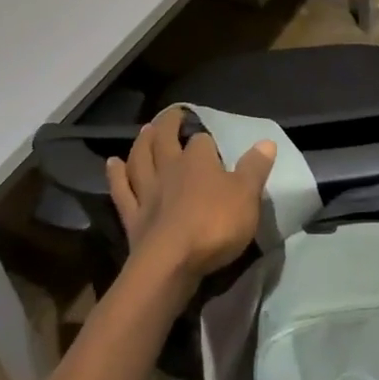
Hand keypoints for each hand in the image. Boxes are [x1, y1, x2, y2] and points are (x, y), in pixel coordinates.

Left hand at [107, 108, 275, 287]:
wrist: (170, 264)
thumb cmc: (214, 226)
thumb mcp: (247, 196)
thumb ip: (255, 168)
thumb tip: (266, 141)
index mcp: (198, 161)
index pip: (201, 139)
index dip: (205, 137)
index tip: (210, 139)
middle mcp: (169, 169)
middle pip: (164, 140)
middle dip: (168, 125)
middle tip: (170, 115)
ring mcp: (147, 192)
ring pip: (140, 159)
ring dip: (141, 143)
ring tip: (144, 131)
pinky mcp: (132, 216)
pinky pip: (121, 190)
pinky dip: (116, 175)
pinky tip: (112, 164)